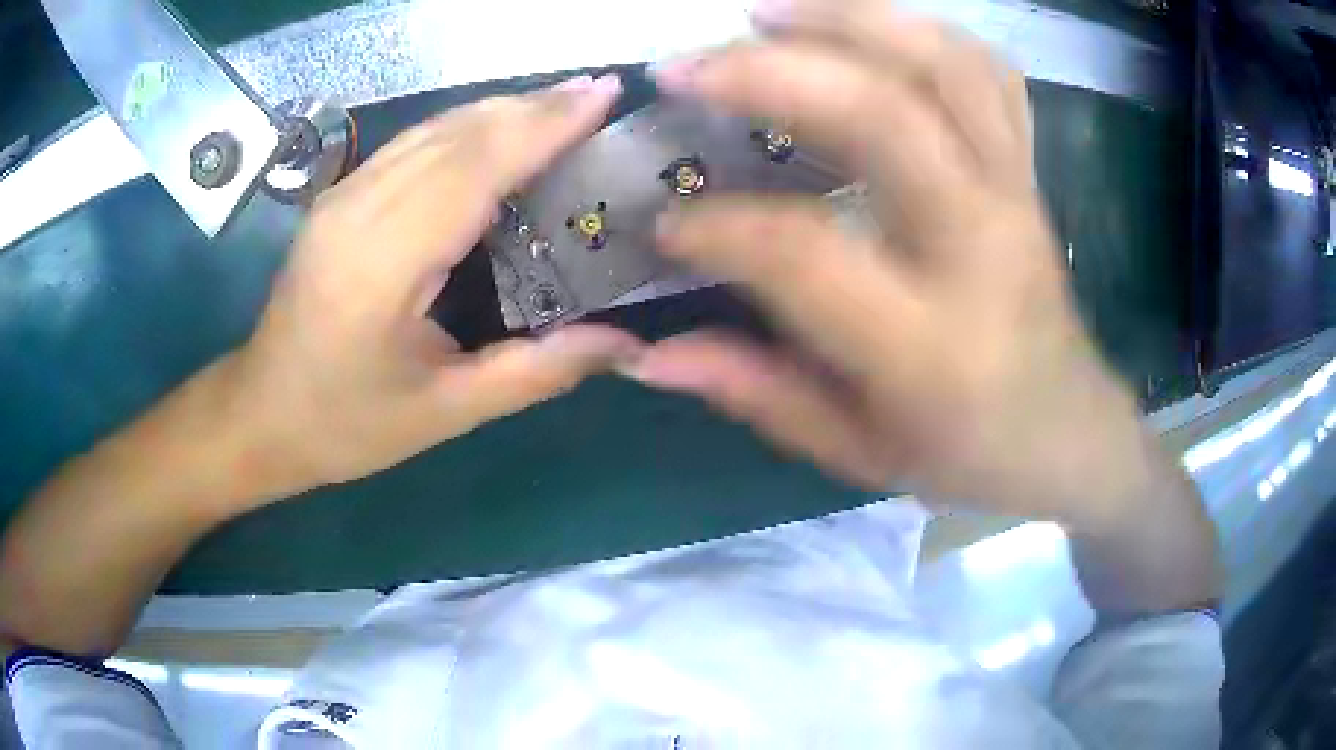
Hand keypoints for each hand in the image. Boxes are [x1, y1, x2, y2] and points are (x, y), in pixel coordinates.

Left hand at [224, 74, 639, 500]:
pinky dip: (467, 126)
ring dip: (503, 109)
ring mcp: (343, 195)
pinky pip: (413, 143)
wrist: (260, 414)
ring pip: (434, 128)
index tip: (603, 94)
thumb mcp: (445, 412)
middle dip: (534, 106)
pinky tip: (500, 128)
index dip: (542, 125)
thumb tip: (625, 344)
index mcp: (383, 262)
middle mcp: (359, 209)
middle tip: (600, 93)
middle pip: (457, 133)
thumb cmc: (347, 423)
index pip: (474, 167)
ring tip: (565, 103)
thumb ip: (536, 372)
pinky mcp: (339, 196)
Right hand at [632, 1, 1168, 532]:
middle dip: (770, 74)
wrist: (1068, 432)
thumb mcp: (857, 452)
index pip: (804, 252)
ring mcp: (1014, 193)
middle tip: (685, 67)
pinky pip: (986, 74)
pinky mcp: (1028, 171)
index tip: (664, 222)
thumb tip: (648, 355)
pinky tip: (864, 28)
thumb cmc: (967, 455)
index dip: (718, 228)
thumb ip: (757, 394)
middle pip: (883, 117)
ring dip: (848, 19)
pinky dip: (921, 31)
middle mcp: (979, 247)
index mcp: (929, 344)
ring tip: (765, 13)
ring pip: (943, 67)